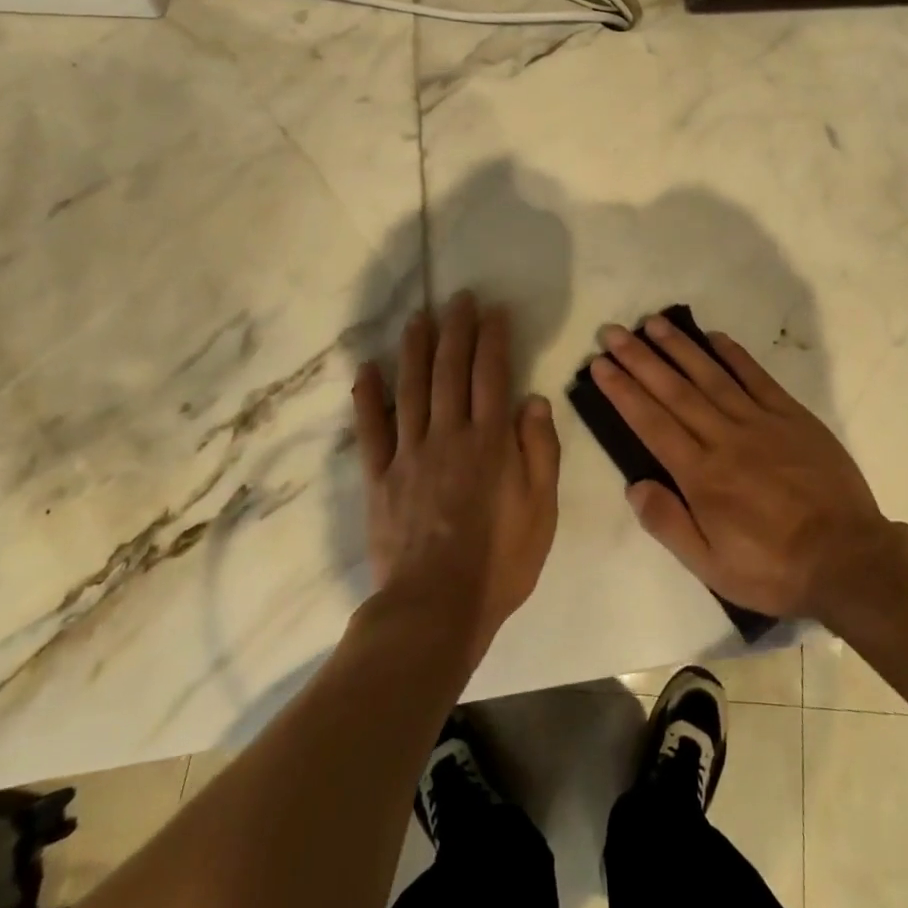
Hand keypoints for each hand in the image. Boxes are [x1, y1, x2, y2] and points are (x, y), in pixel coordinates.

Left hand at [353, 293, 559, 660]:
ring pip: (411, 388)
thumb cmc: (500, 561)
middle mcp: (448, 435)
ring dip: (415, 348)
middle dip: (456, 329)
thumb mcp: (541, 509)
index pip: (491, 374)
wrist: (436, 609)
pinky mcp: (379, 477)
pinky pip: (370, 429)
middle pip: (450, 370)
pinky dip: (367, 396)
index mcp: (490, 441)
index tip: (493, 310)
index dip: (493, 338)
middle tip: (458, 298)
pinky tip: (366, 369)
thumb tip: (533, 399)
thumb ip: (540, 450)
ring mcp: (409, 454)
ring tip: (419, 318)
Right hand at [591, 315, 890, 620]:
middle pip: (674, 391)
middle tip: (614, 331)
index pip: (652, 423)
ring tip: (654, 323)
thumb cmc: (774, 568)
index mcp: (702, 475)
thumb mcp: (711, 566)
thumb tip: (634, 485)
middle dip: (640, 359)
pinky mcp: (792, 416)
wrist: (848, 558)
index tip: (600, 365)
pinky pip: (757, 377)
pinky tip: (714, 337)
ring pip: (711, 376)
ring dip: (680, 348)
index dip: (623, 391)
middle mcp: (725, 438)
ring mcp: (761, 422)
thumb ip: (669, 524)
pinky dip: (734, 355)